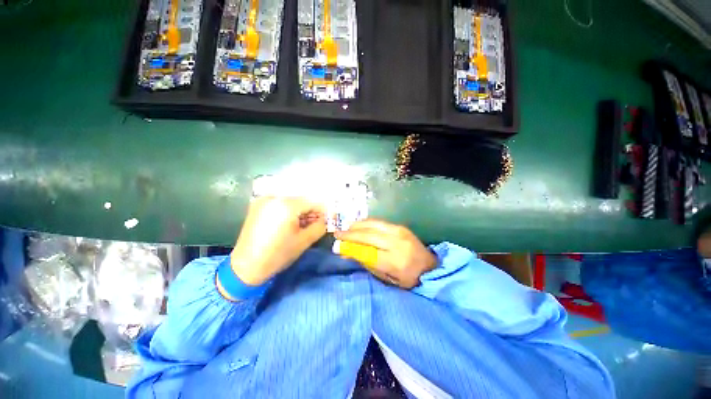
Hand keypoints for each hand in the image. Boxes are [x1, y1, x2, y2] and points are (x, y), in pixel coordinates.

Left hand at [231, 197, 325, 285]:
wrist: (245, 267)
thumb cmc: (278, 254)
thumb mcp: (304, 241)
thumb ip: (320, 226)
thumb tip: (326, 220)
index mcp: (287, 205)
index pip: (313, 202)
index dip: (322, 212)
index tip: (326, 221)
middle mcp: (275, 197)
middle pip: (302, 200)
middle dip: (311, 212)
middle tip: (314, 225)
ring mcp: (264, 200)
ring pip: (291, 201)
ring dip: (300, 212)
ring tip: (301, 226)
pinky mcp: (257, 205)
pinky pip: (280, 204)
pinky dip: (288, 211)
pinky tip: (288, 224)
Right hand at [334, 219, 436, 288]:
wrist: (430, 266)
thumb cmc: (408, 278)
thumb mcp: (387, 279)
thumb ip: (367, 264)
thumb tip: (347, 253)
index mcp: (395, 261)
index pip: (366, 252)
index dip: (350, 248)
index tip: (336, 246)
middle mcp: (396, 243)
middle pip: (368, 235)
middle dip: (350, 234)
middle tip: (337, 234)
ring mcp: (399, 231)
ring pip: (372, 225)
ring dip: (357, 225)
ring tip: (345, 228)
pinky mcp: (400, 226)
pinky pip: (379, 222)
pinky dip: (366, 222)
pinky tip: (358, 225)